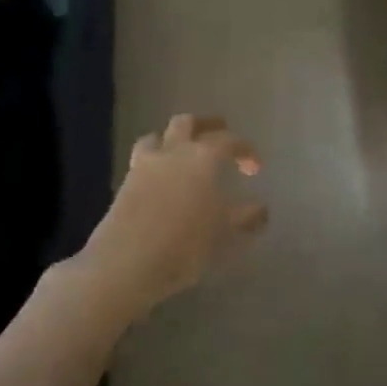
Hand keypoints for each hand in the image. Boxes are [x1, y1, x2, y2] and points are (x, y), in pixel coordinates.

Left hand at [82, 115, 268, 317]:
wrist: (126, 263)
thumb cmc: (185, 246)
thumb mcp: (225, 235)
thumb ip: (246, 218)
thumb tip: (261, 209)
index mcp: (203, 158)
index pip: (229, 141)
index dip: (246, 150)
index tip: (255, 168)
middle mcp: (173, 152)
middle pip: (187, 123)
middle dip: (206, 124)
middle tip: (219, 132)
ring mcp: (144, 165)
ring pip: (158, 136)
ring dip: (173, 138)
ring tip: (182, 152)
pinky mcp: (125, 183)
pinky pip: (142, 159)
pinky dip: (155, 160)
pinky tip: (161, 179)